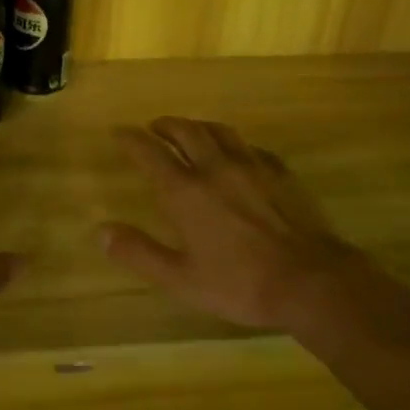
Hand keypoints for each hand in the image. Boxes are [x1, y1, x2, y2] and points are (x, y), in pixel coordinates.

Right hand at [99, 118, 367, 340]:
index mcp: (186, 191)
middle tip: (153, 127)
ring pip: (219, 131)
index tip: (119, 132)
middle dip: (164, 126)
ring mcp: (252, 166)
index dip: (131, 139)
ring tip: (189, 130)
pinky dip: (233, 143)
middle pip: (186, 131)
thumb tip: (100, 232)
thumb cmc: (239, 283)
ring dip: (197, 126)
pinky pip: (250, 146)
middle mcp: (215, 168)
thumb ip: (139, 252)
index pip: (150, 153)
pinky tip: (237, 153)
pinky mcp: (280, 173)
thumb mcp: (180, 279)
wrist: (309, 281)